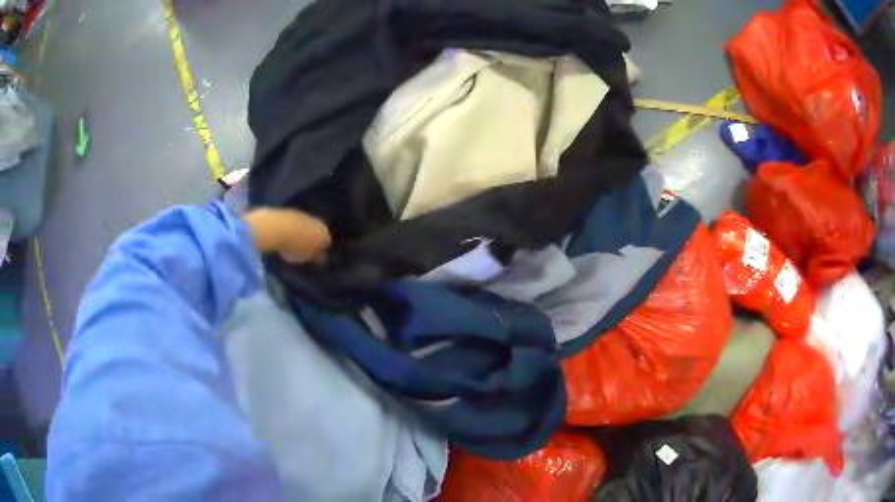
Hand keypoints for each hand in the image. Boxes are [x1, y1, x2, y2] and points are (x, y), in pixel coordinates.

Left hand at [243, 208, 330, 262]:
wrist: (276, 227)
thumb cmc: (294, 247)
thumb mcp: (306, 257)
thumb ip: (314, 256)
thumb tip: (320, 256)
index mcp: (324, 233)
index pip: (326, 242)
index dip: (321, 250)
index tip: (315, 257)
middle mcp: (316, 221)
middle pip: (316, 232)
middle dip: (312, 240)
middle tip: (304, 251)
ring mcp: (302, 214)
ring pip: (305, 226)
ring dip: (301, 233)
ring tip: (292, 245)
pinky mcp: (289, 211)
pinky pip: (294, 223)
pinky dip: (291, 229)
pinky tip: (284, 237)